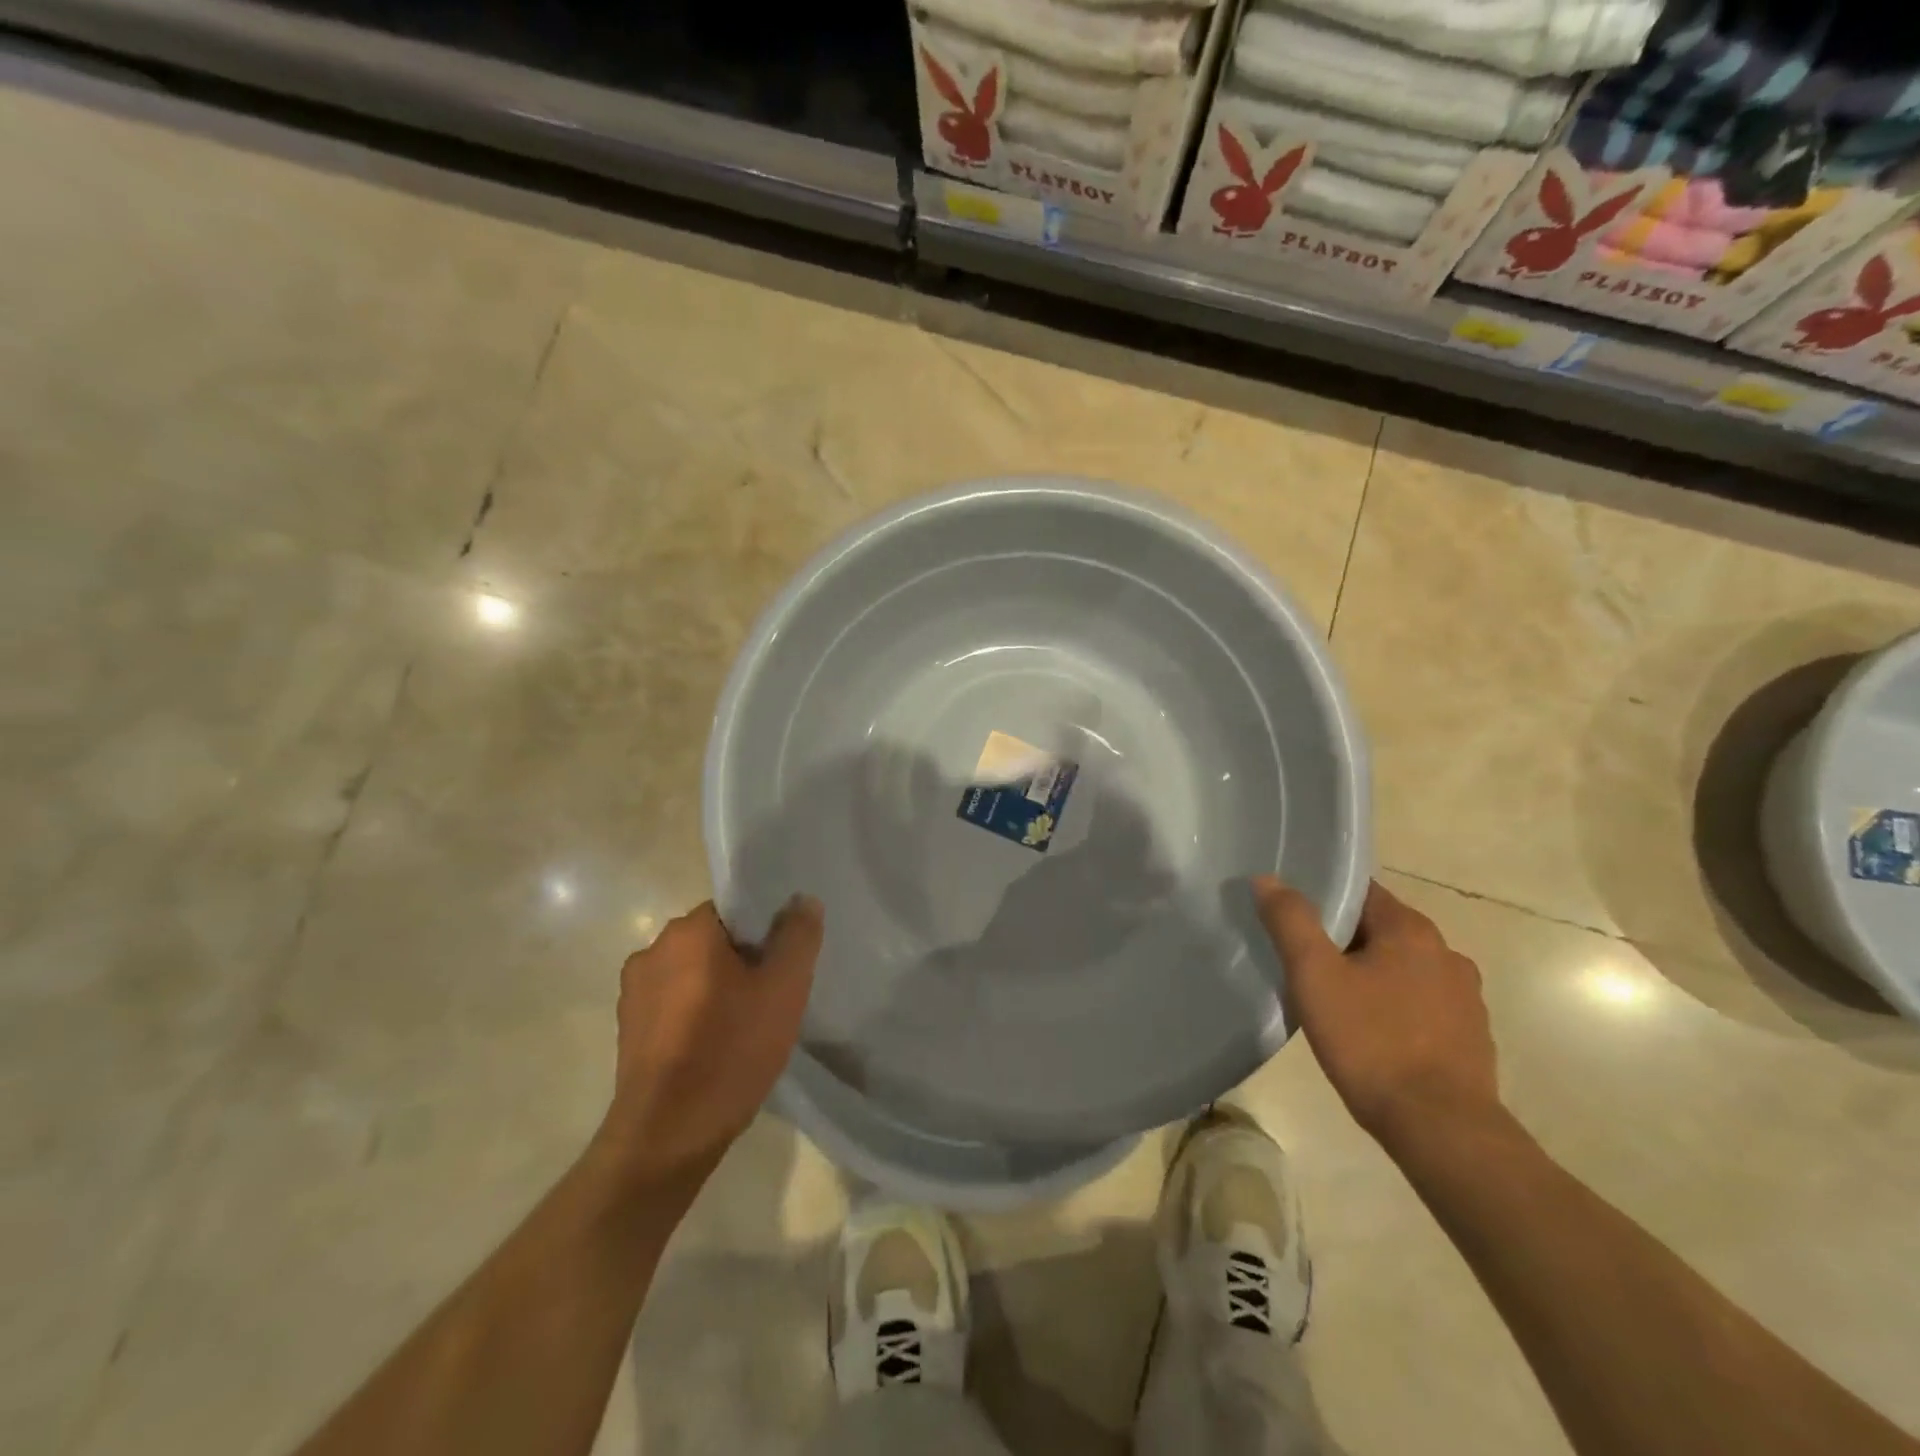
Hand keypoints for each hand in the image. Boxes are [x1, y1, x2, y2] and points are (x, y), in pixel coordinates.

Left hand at [594, 896, 822, 1192]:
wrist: (667, 1137)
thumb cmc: (730, 1052)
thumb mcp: (784, 989)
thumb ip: (798, 936)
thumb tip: (802, 900)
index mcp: (688, 931)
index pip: (735, 909)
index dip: (764, 933)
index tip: (782, 964)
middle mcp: (652, 949)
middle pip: (713, 940)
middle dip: (743, 961)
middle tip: (771, 997)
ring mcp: (633, 991)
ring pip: (692, 972)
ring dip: (717, 988)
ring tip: (744, 1026)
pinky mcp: (627, 1028)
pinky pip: (672, 1003)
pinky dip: (695, 1014)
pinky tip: (714, 1047)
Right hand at [1254, 877, 1499, 1152]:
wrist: (1441, 1129)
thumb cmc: (1371, 1042)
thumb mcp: (1314, 975)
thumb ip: (1291, 921)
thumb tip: (1267, 878)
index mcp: (1411, 930)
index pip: (1360, 892)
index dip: (1322, 899)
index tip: (1292, 918)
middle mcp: (1446, 953)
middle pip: (1380, 930)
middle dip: (1342, 941)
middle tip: (1303, 964)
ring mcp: (1465, 997)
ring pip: (1402, 969)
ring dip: (1370, 975)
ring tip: (1334, 1001)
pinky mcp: (1471, 1036)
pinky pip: (1421, 1004)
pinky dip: (1395, 1008)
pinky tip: (1371, 1034)